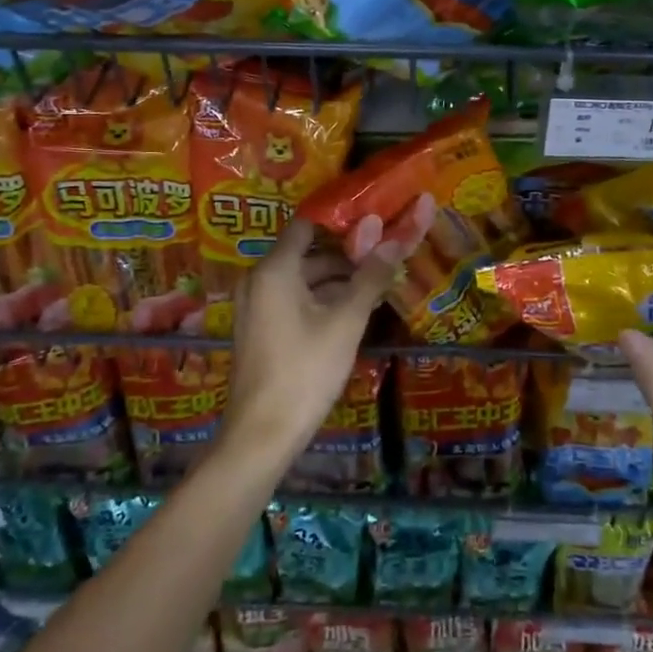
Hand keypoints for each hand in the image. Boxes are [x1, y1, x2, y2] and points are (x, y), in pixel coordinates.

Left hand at [222, 196, 434, 461]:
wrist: (262, 434)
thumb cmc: (305, 370)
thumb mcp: (346, 322)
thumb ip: (371, 277)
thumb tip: (396, 238)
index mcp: (275, 269)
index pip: (308, 224)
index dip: (341, 218)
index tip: (375, 217)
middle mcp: (259, 279)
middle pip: (308, 252)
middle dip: (347, 253)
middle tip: (386, 253)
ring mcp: (256, 305)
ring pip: (303, 279)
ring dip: (338, 279)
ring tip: (379, 282)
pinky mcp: (260, 328)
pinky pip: (294, 299)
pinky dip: (321, 298)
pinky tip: (354, 310)